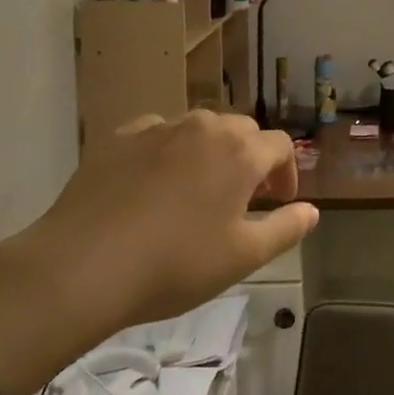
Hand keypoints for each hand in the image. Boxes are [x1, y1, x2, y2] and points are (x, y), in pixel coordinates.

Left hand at [0, 112, 317, 394]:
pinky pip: (158, 133)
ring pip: (199, 128)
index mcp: (241, 153)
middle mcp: (206, 127)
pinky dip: (167, 149)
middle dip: (250, 158)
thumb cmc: (174, 265)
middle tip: (241, 197)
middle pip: (242, 131)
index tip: (277, 201)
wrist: (81, 266)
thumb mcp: (242, 258)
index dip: (286, 171)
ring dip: (209, 151)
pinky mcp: (120, 137)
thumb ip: (285, 229)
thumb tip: (312, 211)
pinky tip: (153, 181)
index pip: (281, 144)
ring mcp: (160, 128)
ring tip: (196, 189)